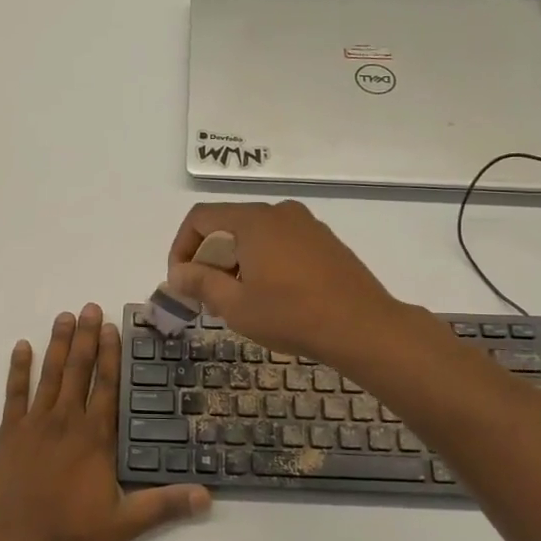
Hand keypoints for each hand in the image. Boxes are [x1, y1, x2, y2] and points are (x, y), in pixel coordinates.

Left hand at [0, 304, 209, 540]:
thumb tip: (207, 497)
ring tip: (63, 316)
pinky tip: (21, 347)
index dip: (111, 355)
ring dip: (57, 344)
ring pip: (49, 375)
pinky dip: (18, 370)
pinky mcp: (7, 434)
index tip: (111, 327)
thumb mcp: (123, 524)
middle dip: (85, 337)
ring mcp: (34, 425)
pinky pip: (14, 394)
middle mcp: (66, 422)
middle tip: (88, 306)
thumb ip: (164, 506)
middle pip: (78, 371)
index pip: (107, 386)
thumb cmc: (69, 534)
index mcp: (94, 438)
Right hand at [166, 201, 400, 366]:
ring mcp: (307, 225)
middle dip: (210, 258)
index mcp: (254, 220)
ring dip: (237, 261)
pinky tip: (273, 296)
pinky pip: (281, 242)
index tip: (181, 281)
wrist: (363, 327)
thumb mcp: (236, 305)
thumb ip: (200, 283)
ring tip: (240, 299)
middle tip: (208, 295)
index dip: (182, 247)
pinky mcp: (325, 241)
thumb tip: (177, 273)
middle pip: (228, 224)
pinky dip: (264, 261)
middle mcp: (279, 213)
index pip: (200, 218)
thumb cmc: (292, 315)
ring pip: (255, 235)